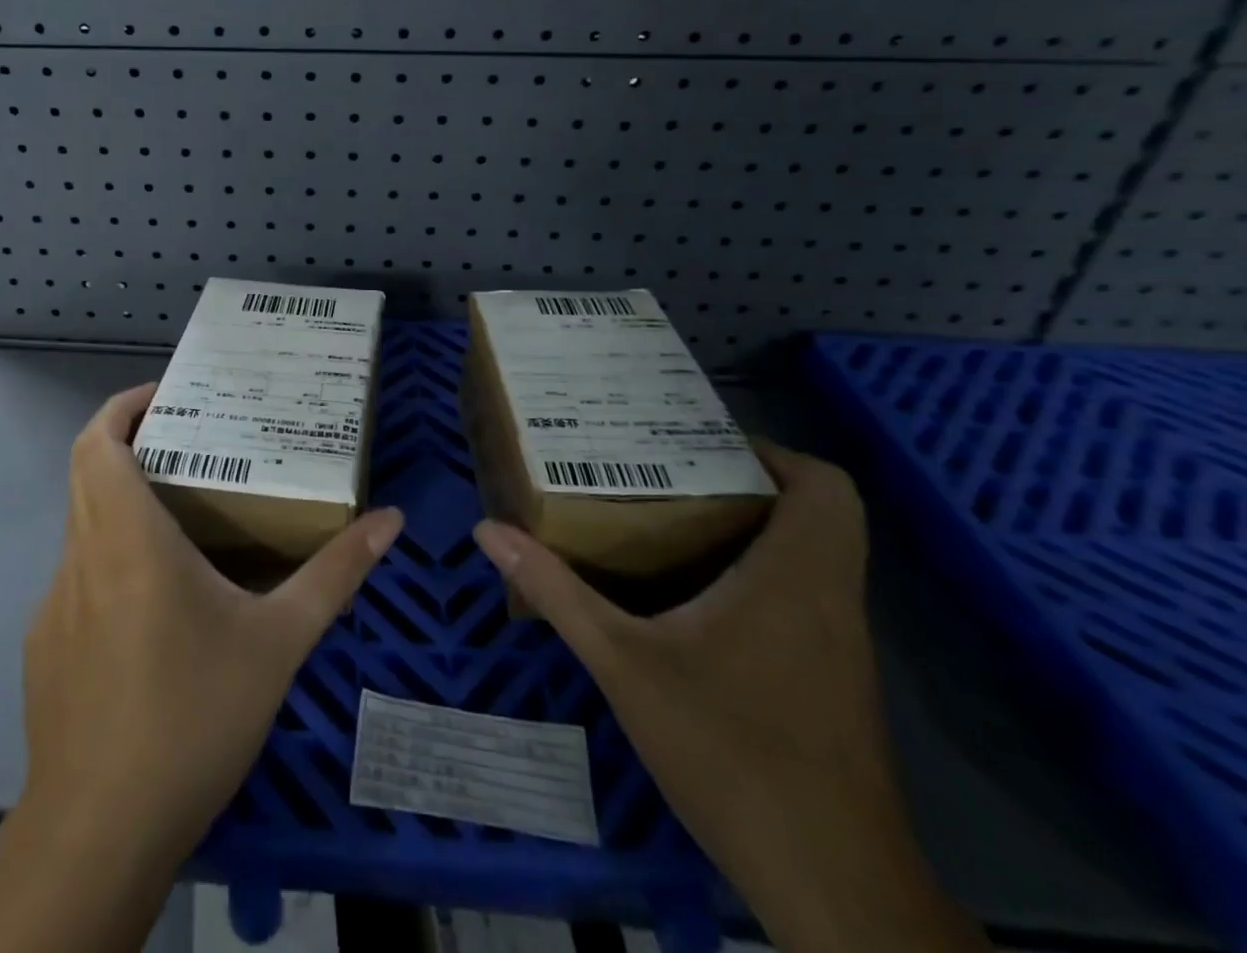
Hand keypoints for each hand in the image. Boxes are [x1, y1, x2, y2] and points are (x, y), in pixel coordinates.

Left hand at [20, 383, 403, 863]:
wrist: (101, 831)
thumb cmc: (193, 716)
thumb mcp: (279, 642)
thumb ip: (334, 575)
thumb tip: (391, 521)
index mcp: (125, 538)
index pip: (95, 441)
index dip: (122, 406)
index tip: (166, 396)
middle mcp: (80, 557)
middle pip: (86, 470)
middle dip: (130, 443)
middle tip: (191, 442)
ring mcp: (53, 604)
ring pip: (82, 525)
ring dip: (122, 504)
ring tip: (183, 517)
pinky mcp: (43, 647)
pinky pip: (78, 578)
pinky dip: (111, 560)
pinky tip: (156, 608)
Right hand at [474, 444, 988, 952]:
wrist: (829, 885)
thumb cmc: (730, 753)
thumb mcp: (623, 664)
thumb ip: (557, 591)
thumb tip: (490, 531)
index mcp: (796, 576)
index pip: (824, 485)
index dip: (771, 451)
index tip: (700, 443)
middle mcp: (830, 598)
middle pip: (819, 511)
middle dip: (746, 483)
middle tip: (669, 472)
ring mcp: (839, 645)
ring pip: (813, 555)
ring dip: (752, 527)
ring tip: (668, 517)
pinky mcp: (833, 681)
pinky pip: (805, 596)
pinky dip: (759, 574)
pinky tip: (693, 598)